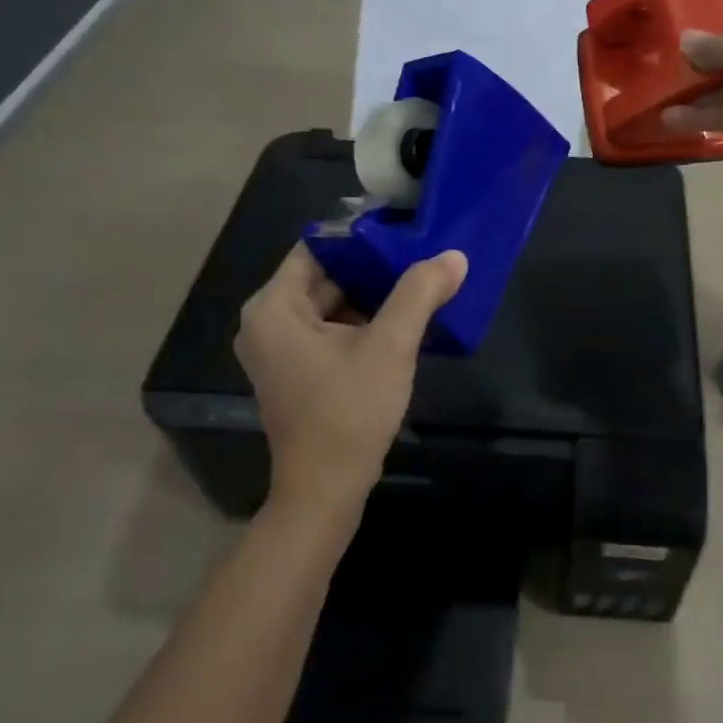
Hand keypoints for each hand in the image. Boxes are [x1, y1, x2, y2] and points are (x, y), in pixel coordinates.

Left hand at [234, 244, 466, 515]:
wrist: (327, 490)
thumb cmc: (349, 412)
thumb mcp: (390, 346)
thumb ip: (420, 293)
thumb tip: (455, 256)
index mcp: (274, 307)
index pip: (318, 247)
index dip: (362, 237)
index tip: (405, 232)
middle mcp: (267, 322)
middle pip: (325, 276)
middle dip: (373, 269)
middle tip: (421, 256)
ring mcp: (280, 350)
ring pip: (332, 304)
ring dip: (373, 297)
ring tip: (421, 284)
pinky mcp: (297, 372)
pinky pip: (331, 330)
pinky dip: (363, 324)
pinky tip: (404, 322)